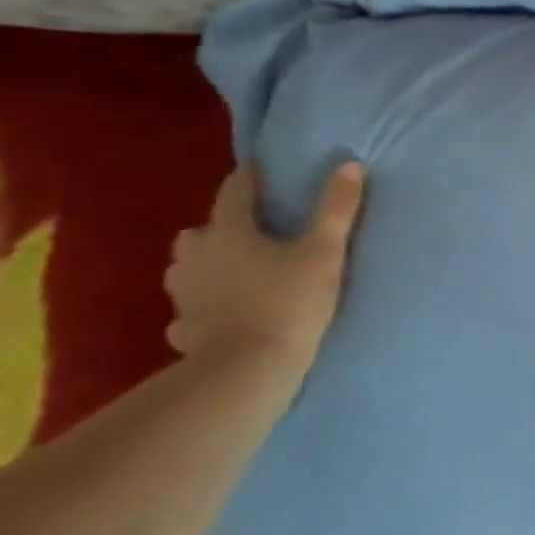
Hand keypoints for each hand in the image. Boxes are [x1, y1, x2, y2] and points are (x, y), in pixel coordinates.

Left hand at [165, 162, 364, 372]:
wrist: (247, 370)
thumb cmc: (289, 301)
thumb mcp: (325, 251)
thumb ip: (337, 208)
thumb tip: (350, 164)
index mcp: (229, 231)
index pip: (236, 191)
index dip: (251, 177)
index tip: (262, 168)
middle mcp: (196, 256)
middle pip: (204, 229)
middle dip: (225, 224)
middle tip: (256, 228)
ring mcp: (184, 294)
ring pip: (189, 266)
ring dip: (209, 261)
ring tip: (238, 267)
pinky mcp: (184, 326)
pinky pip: (190, 306)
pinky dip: (203, 302)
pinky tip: (220, 309)